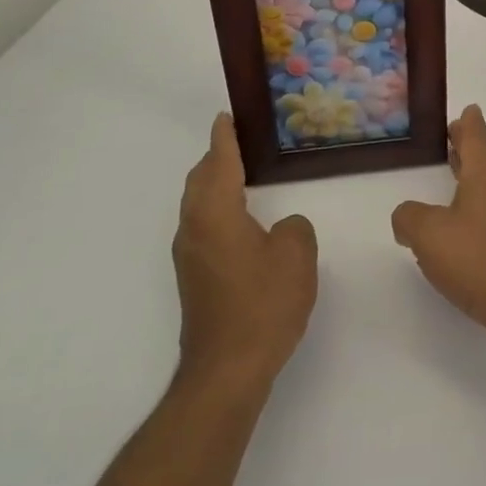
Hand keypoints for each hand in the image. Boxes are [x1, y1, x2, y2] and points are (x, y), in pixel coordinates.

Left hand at [173, 113, 318, 390]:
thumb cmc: (263, 304)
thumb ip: (294, 228)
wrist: (227, 368)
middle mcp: (194, 228)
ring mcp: (190, 255)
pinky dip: (218, 208)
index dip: (224, 138)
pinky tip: (241, 220)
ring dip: (215, 184)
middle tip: (240, 142)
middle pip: (200, 180)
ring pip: (198, 204)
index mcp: (215, 213)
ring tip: (242, 174)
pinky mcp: (194, 277)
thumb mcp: (296, 256)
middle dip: (216, 158)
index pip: (219, 162)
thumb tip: (282, 227)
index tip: (226, 116)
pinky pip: (203, 226)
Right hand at [391, 104, 485, 363]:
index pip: (477, 138)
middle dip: (468, 149)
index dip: (469, 124)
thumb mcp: (428, 233)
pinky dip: (474, 211)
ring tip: (452, 178)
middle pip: (485, 161)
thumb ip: (409, 217)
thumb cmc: (477, 257)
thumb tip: (407, 217)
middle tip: (454, 135)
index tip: (468, 109)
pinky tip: (459, 229)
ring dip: (471, 181)